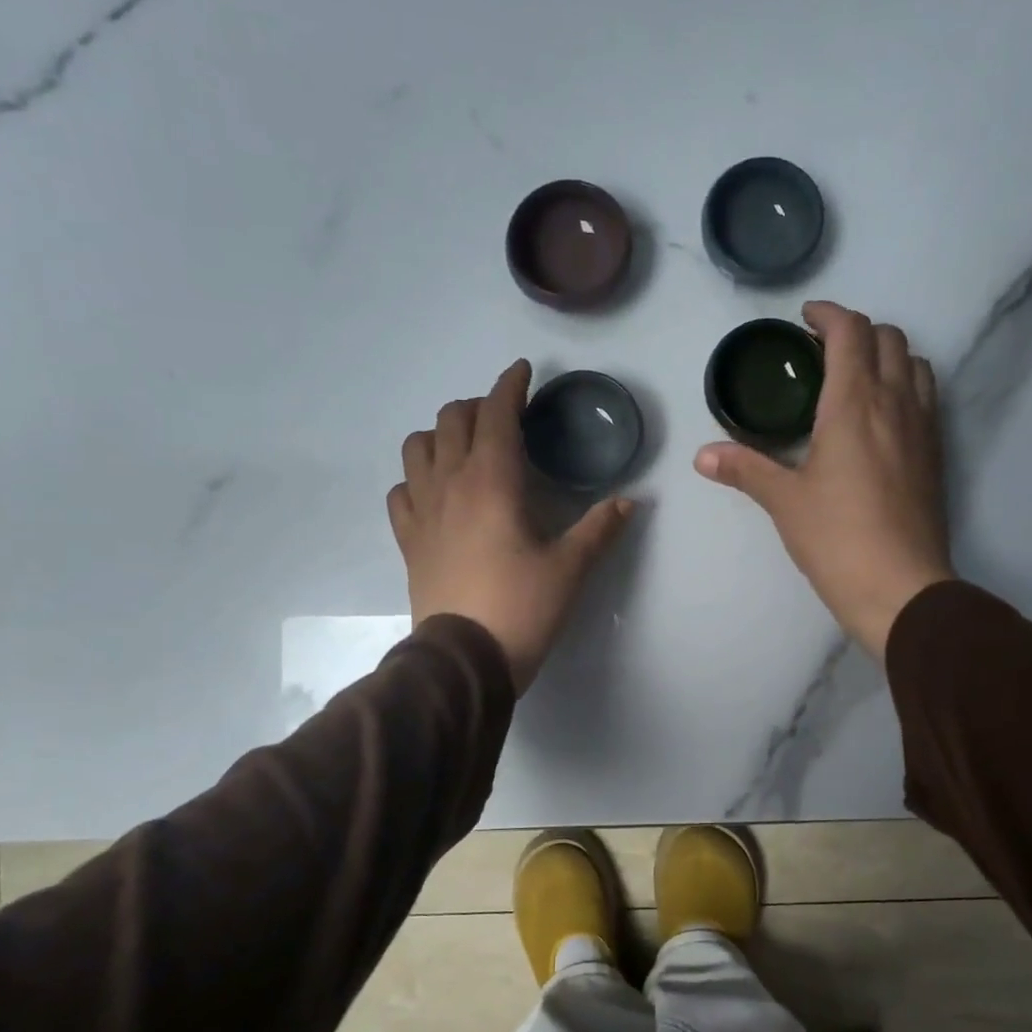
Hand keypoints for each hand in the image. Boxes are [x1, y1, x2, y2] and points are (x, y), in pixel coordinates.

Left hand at [389, 360, 631, 692]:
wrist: (464, 659)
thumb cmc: (522, 607)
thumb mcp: (570, 568)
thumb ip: (600, 528)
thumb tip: (630, 501)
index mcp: (492, 481)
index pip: (496, 414)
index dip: (510, 386)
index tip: (522, 372)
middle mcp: (450, 484)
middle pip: (452, 420)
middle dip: (478, 407)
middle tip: (504, 419)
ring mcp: (422, 511)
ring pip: (417, 447)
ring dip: (441, 435)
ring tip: (465, 448)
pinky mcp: (408, 540)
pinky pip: (401, 491)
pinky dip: (416, 479)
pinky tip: (435, 492)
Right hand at [694, 301, 953, 659]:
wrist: (902, 588)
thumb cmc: (837, 539)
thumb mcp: (785, 502)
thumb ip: (745, 469)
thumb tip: (702, 456)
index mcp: (855, 404)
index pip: (851, 332)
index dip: (828, 314)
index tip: (805, 319)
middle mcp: (896, 403)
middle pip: (889, 337)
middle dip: (857, 330)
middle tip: (823, 351)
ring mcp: (923, 428)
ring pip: (916, 364)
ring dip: (887, 355)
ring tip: (856, 378)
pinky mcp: (936, 455)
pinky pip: (927, 398)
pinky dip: (905, 385)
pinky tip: (881, 418)